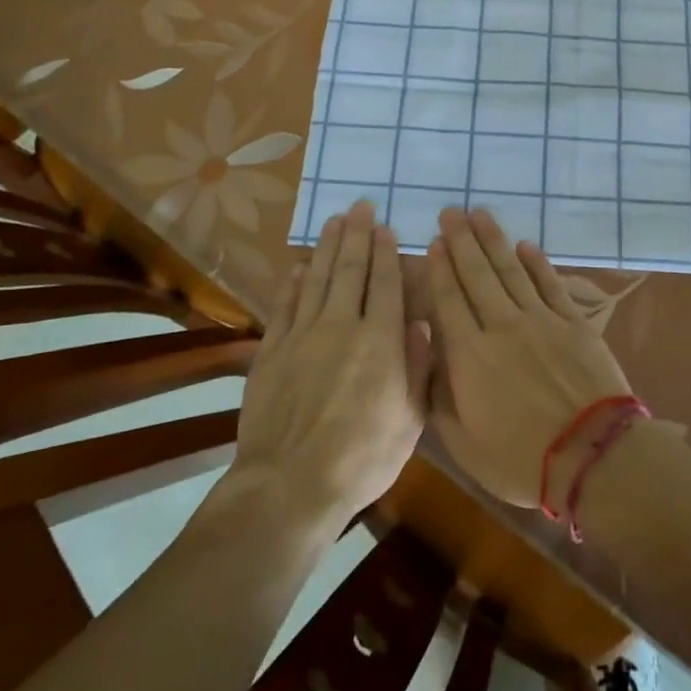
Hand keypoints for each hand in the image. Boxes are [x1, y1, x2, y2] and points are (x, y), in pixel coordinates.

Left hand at [232, 201, 426, 526]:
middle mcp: (341, 326)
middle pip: (349, 271)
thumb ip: (418, 366)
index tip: (385, 227)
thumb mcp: (411, 419)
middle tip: (358, 206)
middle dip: (356, 235)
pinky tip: (298, 268)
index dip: (385, 253)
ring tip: (333, 221)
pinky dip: (292, 284)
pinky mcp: (271, 352)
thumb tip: (419, 322)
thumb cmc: (363, 457)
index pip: (385, 284)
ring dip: (326, 248)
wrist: (290, 484)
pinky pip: (285, 307)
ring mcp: (302, 336)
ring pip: (317, 280)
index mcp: (380, 340)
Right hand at [426, 207, 631, 507]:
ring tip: (480, 214)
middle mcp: (502, 325)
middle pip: (477, 274)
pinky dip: (536, 262)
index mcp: (469, 354)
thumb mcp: (463, 443)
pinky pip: (549, 283)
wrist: (592, 456)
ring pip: (511, 270)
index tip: (433, 242)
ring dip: (493, 240)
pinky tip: (525, 245)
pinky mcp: (572, 322)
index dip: (440, 269)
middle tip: (451, 212)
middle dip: (461, 240)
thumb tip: (428, 355)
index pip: (449, 299)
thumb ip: (439, 396)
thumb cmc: (521, 458)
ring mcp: (541, 320)